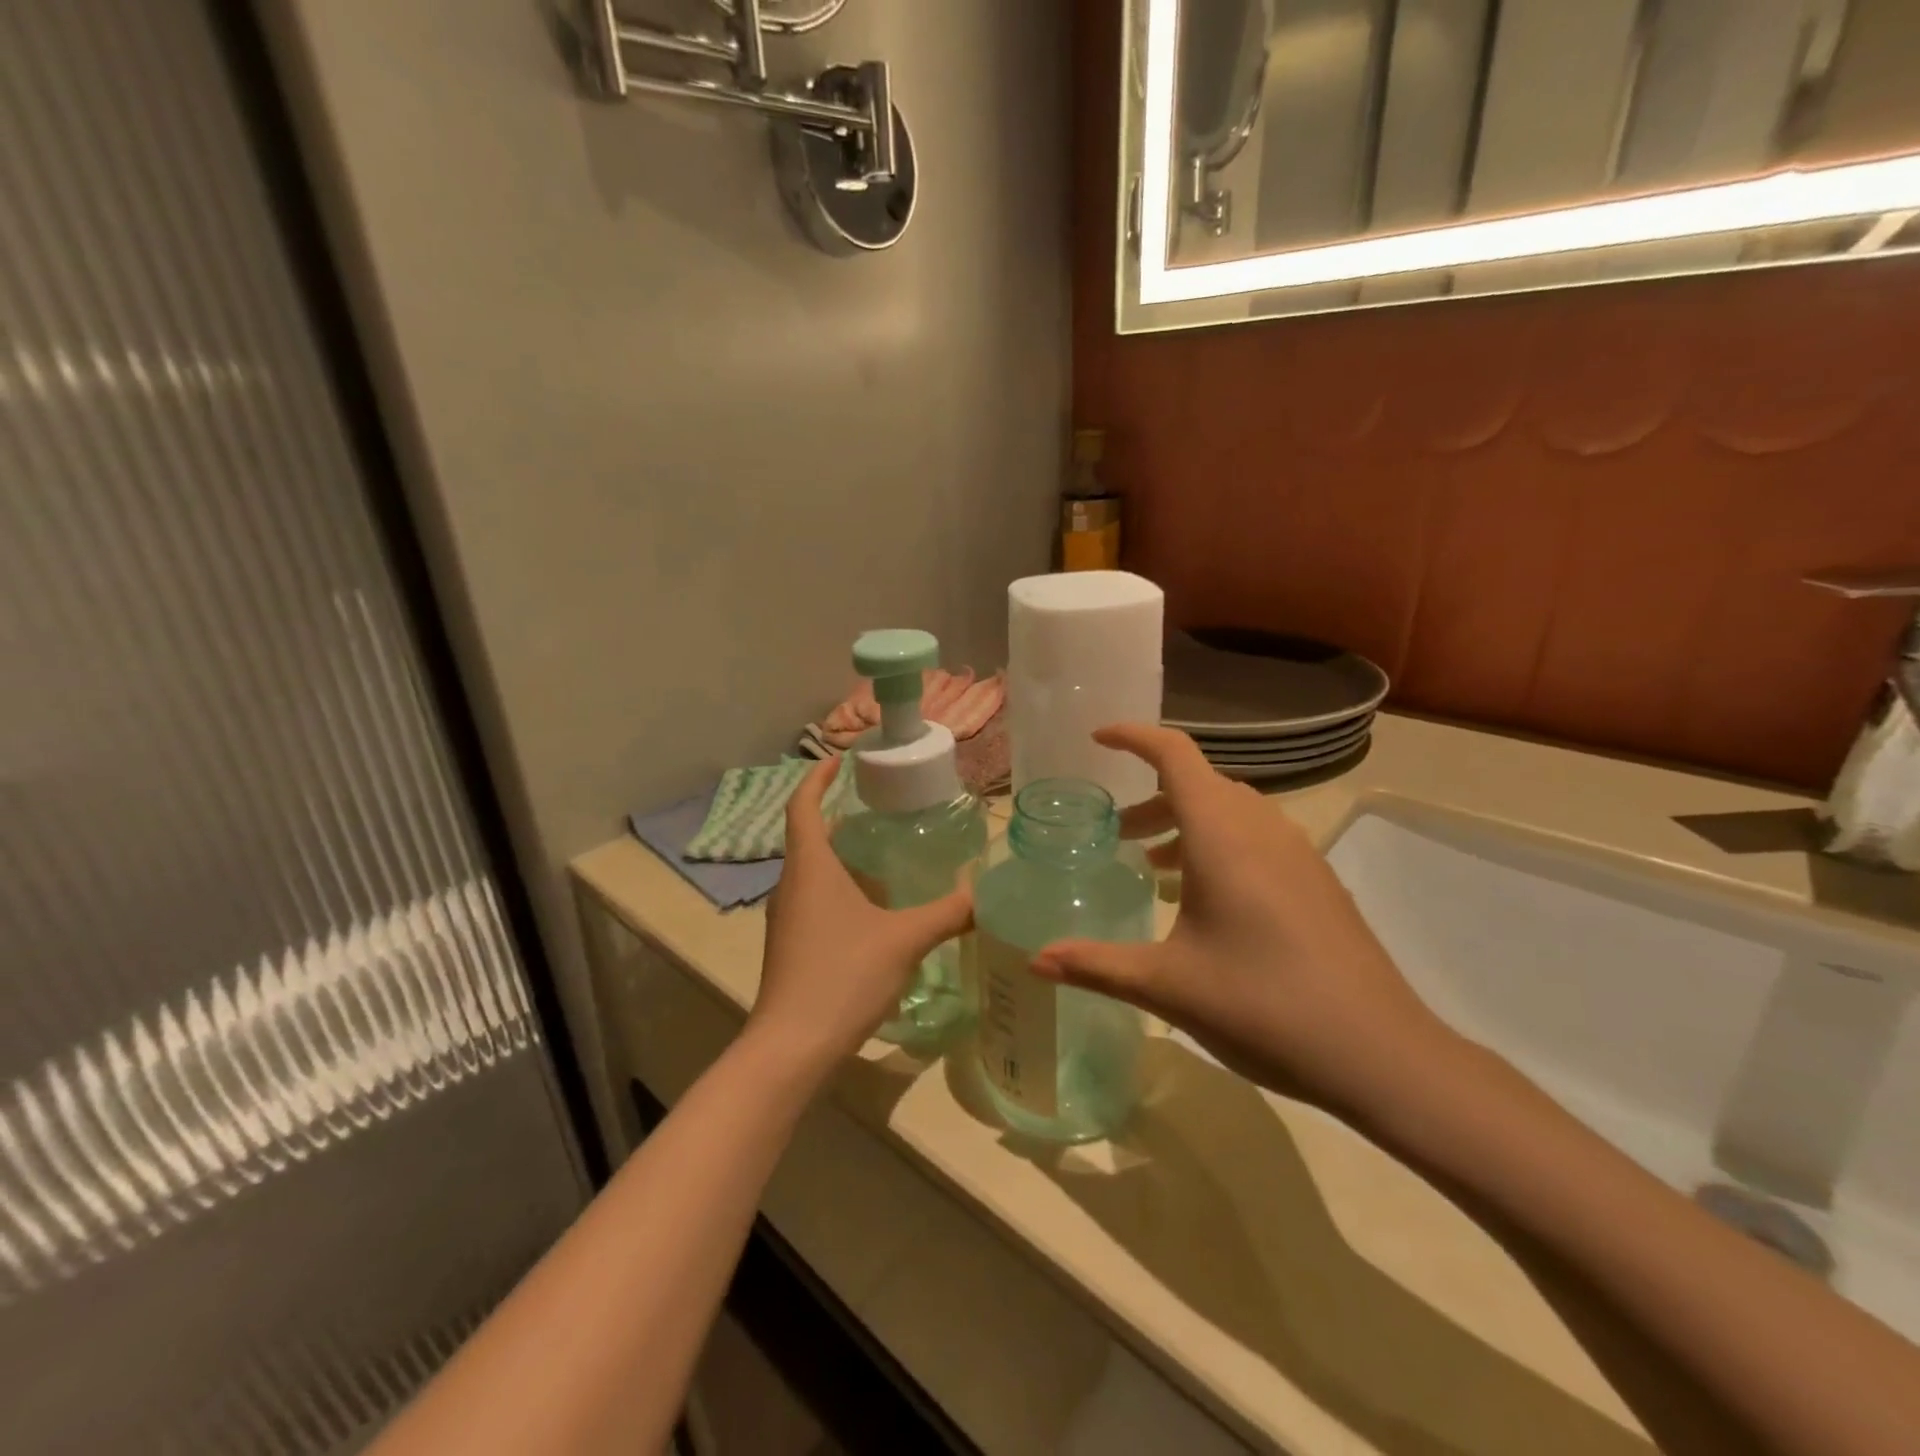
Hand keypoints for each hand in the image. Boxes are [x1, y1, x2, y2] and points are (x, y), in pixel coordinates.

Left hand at [748, 758, 973, 1071]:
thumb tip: (982, 893)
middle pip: (810, 836)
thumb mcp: (904, 939)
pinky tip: (875, 908)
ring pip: (814, 871)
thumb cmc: (843, 976)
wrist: (792, 1047)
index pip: (803, 805)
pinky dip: (841, 888)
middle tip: (882, 808)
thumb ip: (946, 913)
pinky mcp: (791, 945)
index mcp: (810, 867)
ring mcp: (787, 918)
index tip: (838, 759)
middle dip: (841, 816)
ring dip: (843, 856)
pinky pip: (815, 899)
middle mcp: (791, 885)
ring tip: (886, 853)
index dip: (817, 777)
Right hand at [1031, 724, 1460, 1122]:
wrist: (1381, 1055)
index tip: (1097, 738)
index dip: (1133, 737)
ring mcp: (1298, 853)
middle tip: (1115, 835)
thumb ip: (1095, 965)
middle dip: (1150, 797)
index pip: (1175, 755)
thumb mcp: (1167, 986)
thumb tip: (1034, 961)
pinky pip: (1257, 839)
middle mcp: (1262, 829)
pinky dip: (1219, 847)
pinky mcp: (1317, 882)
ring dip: (1186, 824)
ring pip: (1231, 812)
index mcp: (1223, 835)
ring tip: (1152, 868)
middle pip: (1199, 784)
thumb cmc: (1262, 1005)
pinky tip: (1206, 903)